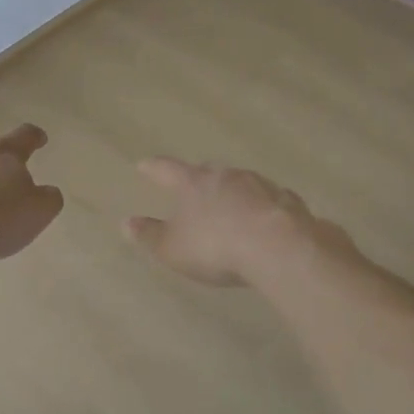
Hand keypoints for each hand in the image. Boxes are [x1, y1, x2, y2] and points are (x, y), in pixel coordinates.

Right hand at [123, 157, 344, 286]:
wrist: (278, 247)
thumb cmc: (216, 247)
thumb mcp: (173, 248)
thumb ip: (150, 235)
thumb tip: (126, 223)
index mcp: (193, 183)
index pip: (167, 169)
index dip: (154, 168)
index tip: (144, 165)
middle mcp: (226, 175)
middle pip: (207, 172)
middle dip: (199, 179)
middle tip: (192, 186)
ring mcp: (260, 184)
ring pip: (240, 183)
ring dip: (233, 193)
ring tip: (230, 208)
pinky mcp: (287, 200)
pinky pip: (268, 200)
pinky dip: (261, 208)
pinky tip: (263, 222)